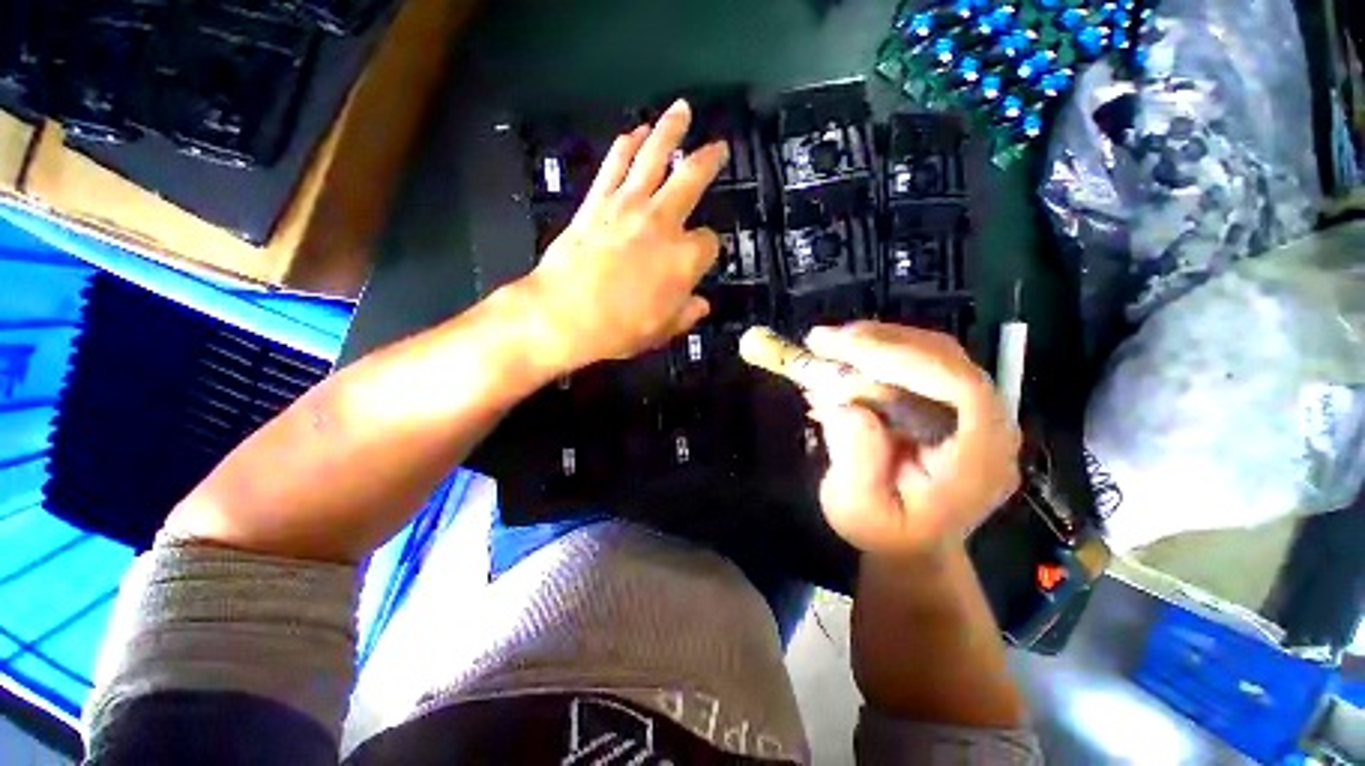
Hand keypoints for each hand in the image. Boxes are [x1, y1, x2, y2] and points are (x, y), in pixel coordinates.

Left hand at [518, 99, 727, 373]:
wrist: (561, 314)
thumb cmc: (615, 328)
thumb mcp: (660, 331)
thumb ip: (684, 314)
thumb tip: (700, 305)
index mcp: (685, 257)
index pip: (709, 242)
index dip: (707, 247)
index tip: (699, 254)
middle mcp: (663, 221)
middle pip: (692, 178)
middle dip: (709, 158)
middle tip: (720, 144)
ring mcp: (628, 205)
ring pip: (654, 158)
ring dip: (669, 130)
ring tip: (681, 109)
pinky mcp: (597, 201)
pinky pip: (614, 166)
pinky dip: (625, 146)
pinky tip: (634, 132)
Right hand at [806, 323, 1021, 557]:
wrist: (916, 546)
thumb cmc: (887, 535)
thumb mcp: (858, 513)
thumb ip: (857, 463)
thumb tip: (849, 405)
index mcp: (983, 462)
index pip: (961, 387)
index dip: (909, 359)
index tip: (849, 349)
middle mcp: (998, 429)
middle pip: (949, 362)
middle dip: (885, 345)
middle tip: (826, 340)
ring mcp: (989, 412)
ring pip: (940, 356)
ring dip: (885, 344)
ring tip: (832, 346)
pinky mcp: (972, 402)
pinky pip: (935, 364)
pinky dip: (893, 355)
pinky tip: (855, 357)